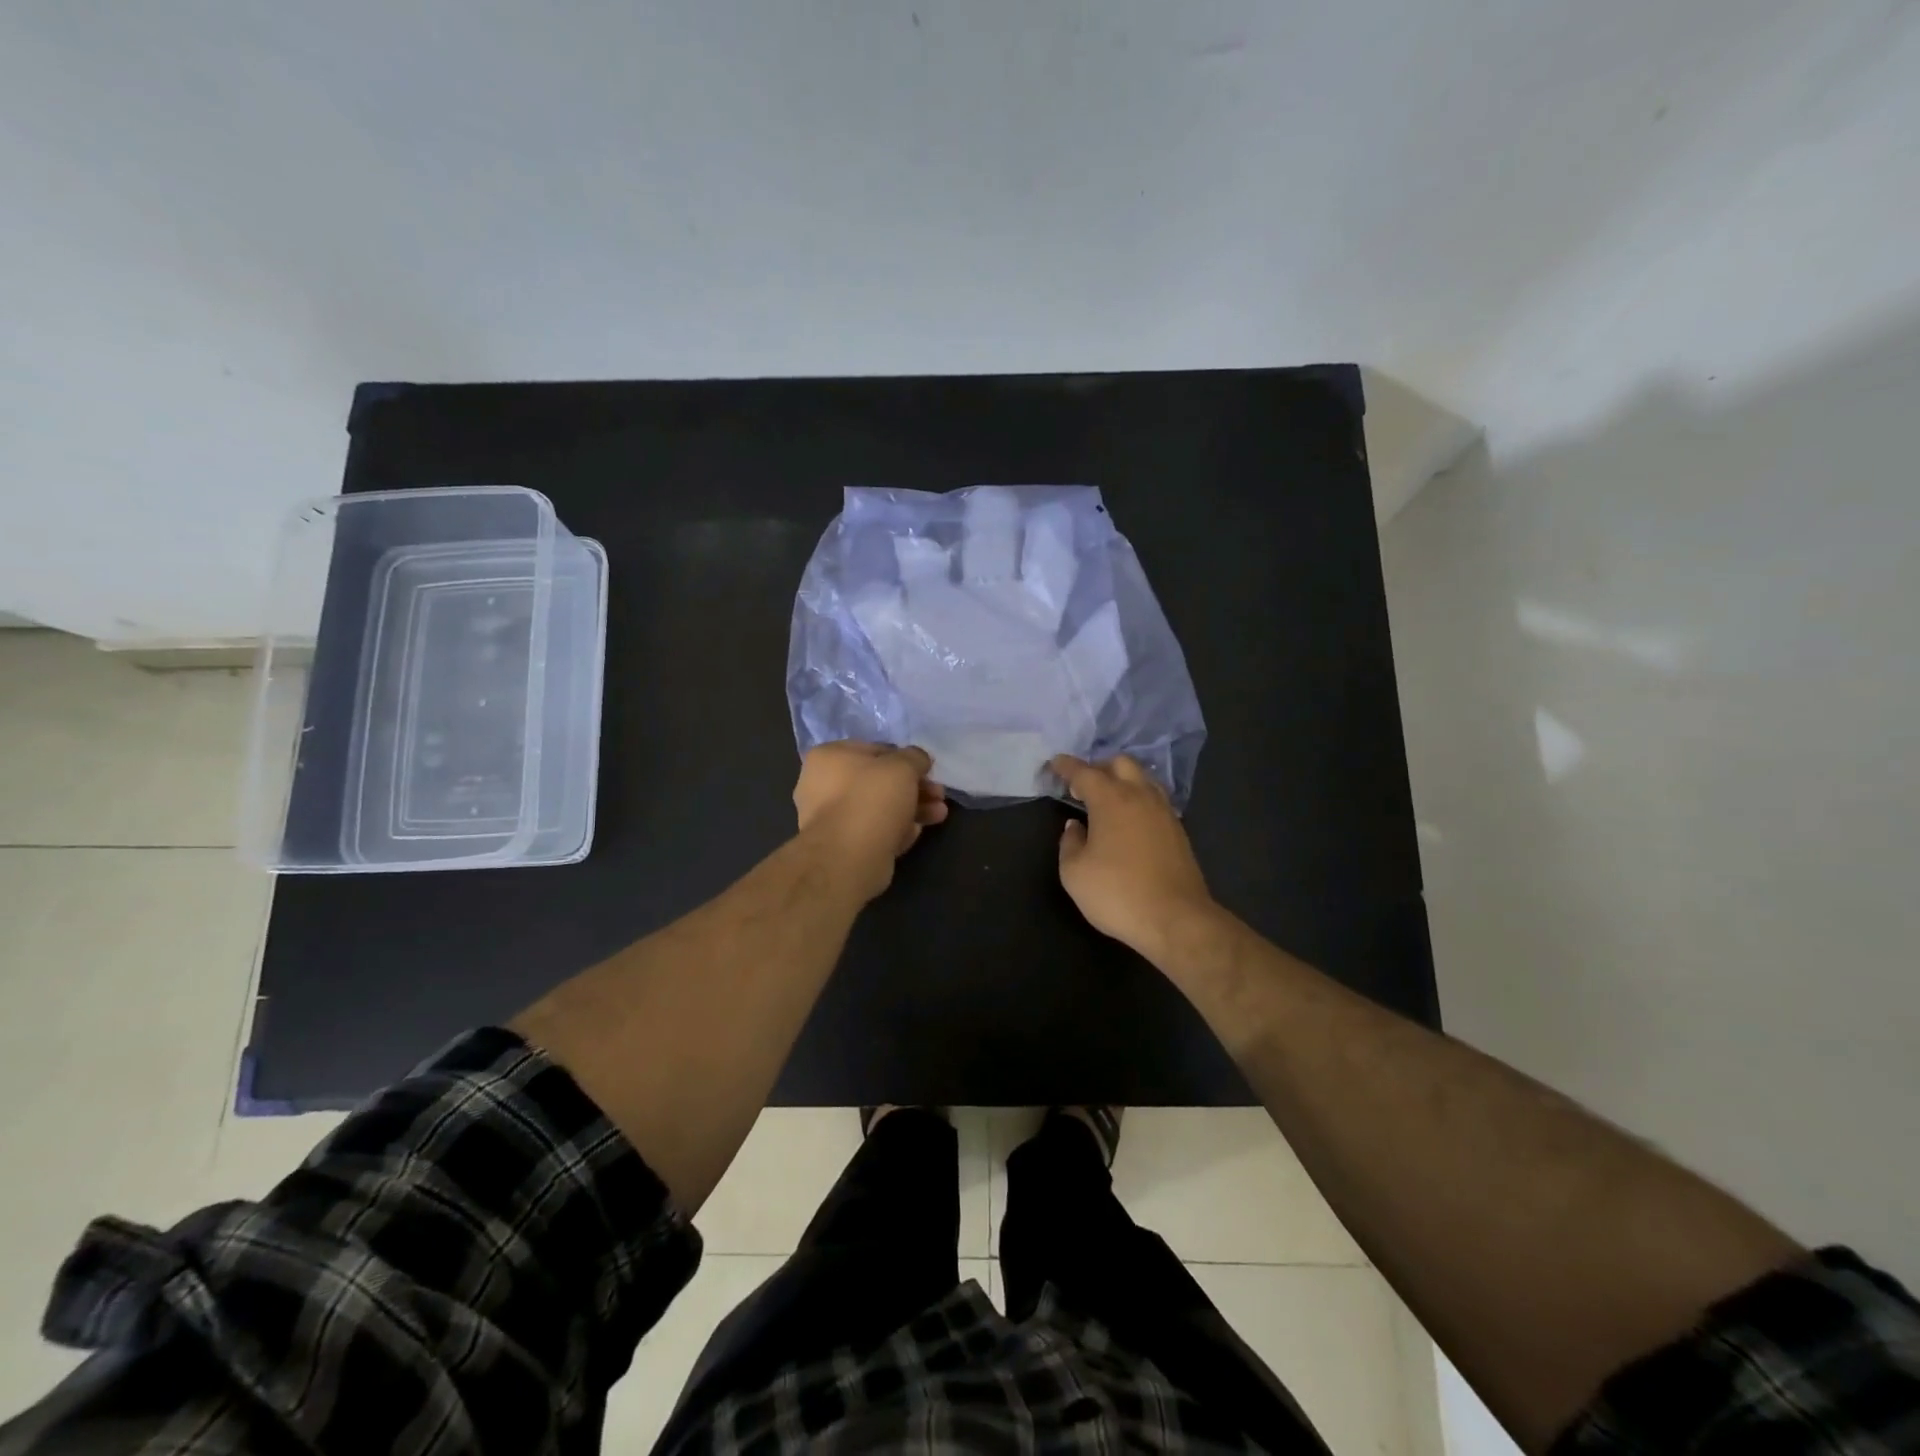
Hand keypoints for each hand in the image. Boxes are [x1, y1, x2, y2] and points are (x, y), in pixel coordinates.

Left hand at [794, 742, 947, 900]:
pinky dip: (897, 830)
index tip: (927, 770)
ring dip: (913, 808)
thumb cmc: (872, 799)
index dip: (905, 758)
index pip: (874, 750)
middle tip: (939, 794)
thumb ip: (914, 757)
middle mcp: (823, 785)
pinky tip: (917, 832)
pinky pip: (876, 831)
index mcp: (829, 757)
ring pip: (880, 808)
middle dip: (914, 787)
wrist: (849, 857)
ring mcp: (832, 818)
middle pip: (879, 782)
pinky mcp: (844, 846)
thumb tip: (919, 759)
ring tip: (940, 814)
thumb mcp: (902, 766)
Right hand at [1051, 754, 1216, 960]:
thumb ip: (1069, 843)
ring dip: (1122, 780)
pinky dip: (1138, 798)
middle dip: (1099, 767)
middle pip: (1120, 763)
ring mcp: (1164, 812)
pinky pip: (1155, 799)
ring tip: (1107, 799)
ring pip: (1143, 778)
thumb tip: (1075, 827)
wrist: (1176, 918)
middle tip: (1082, 785)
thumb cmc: (1117, 893)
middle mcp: (1140, 796)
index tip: (1055, 763)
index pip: (1084, 772)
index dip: (1067, 766)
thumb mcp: (1075, 873)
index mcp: (1111, 800)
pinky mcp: (1178, 830)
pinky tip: (1130, 818)